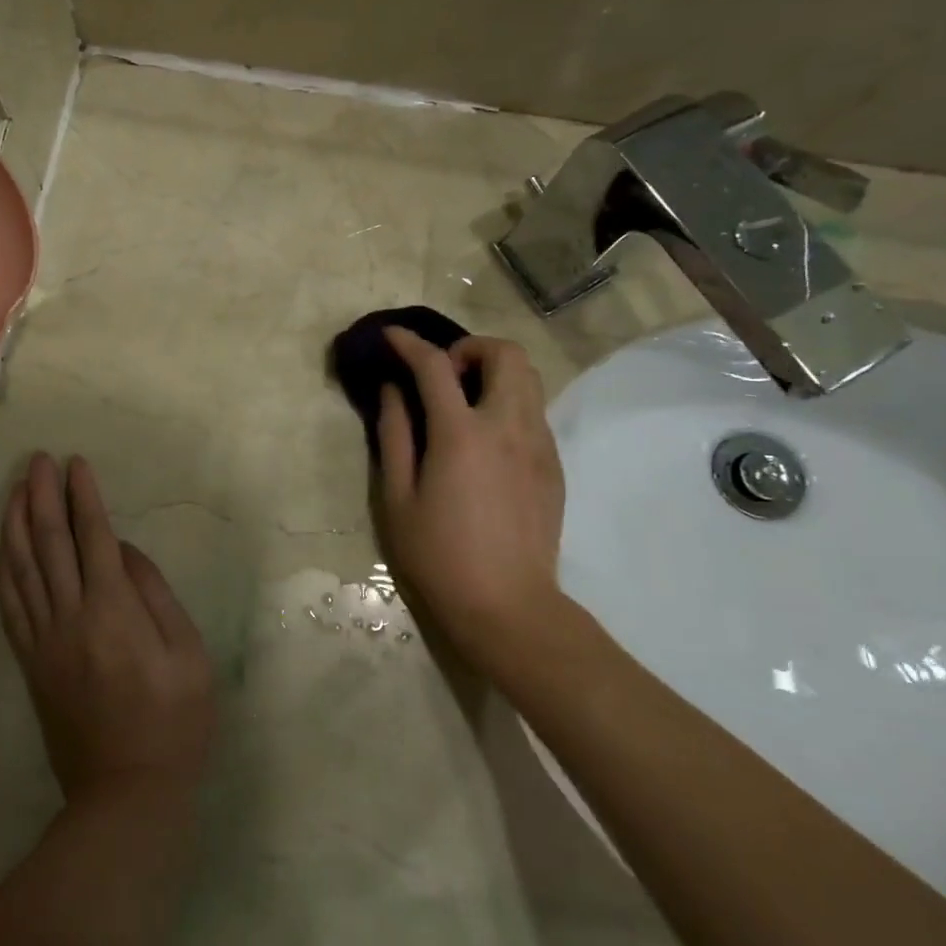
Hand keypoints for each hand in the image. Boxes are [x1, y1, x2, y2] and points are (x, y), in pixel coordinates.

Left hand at [0, 453, 214, 804]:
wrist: (127, 793)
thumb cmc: (174, 722)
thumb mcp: (188, 653)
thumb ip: (154, 594)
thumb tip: (124, 551)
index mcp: (113, 611)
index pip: (93, 537)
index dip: (84, 496)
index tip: (77, 463)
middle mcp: (70, 617)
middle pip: (50, 543)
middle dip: (43, 496)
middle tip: (39, 460)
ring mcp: (44, 641)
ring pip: (21, 568)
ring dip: (16, 523)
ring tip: (16, 488)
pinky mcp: (31, 662)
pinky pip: (10, 605)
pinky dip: (4, 568)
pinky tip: (3, 546)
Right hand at [377, 328, 567, 671]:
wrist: (508, 607)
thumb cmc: (439, 555)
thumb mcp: (397, 497)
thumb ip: (394, 434)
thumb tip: (393, 390)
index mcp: (462, 434)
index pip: (436, 366)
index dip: (410, 344)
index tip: (392, 337)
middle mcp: (508, 427)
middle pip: (505, 353)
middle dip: (470, 348)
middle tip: (442, 374)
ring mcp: (539, 445)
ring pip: (529, 378)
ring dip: (494, 372)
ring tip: (463, 401)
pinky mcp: (554, 466)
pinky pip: (534, 411)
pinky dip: (508, 402)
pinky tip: (484, 439)